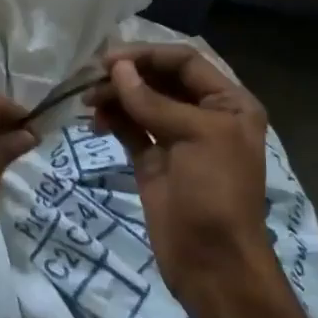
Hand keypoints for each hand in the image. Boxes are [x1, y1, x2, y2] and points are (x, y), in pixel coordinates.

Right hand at [86, 44, 278, 305]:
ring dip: (116, 97)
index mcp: (229, 103)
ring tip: (88, 102)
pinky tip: (95, 121)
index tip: (109, 60)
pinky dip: (113, 120)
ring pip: (142, 103)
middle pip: (160, 80)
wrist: (212, 261)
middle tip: (90, 80)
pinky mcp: (154, 161)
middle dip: (127, 76)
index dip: (147, 56)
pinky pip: (131, 129)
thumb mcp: (194, 137)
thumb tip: (117, 69)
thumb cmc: (215, 192)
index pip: (185, 62)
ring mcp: (177, 139)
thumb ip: (153, 102)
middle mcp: (204, 115)